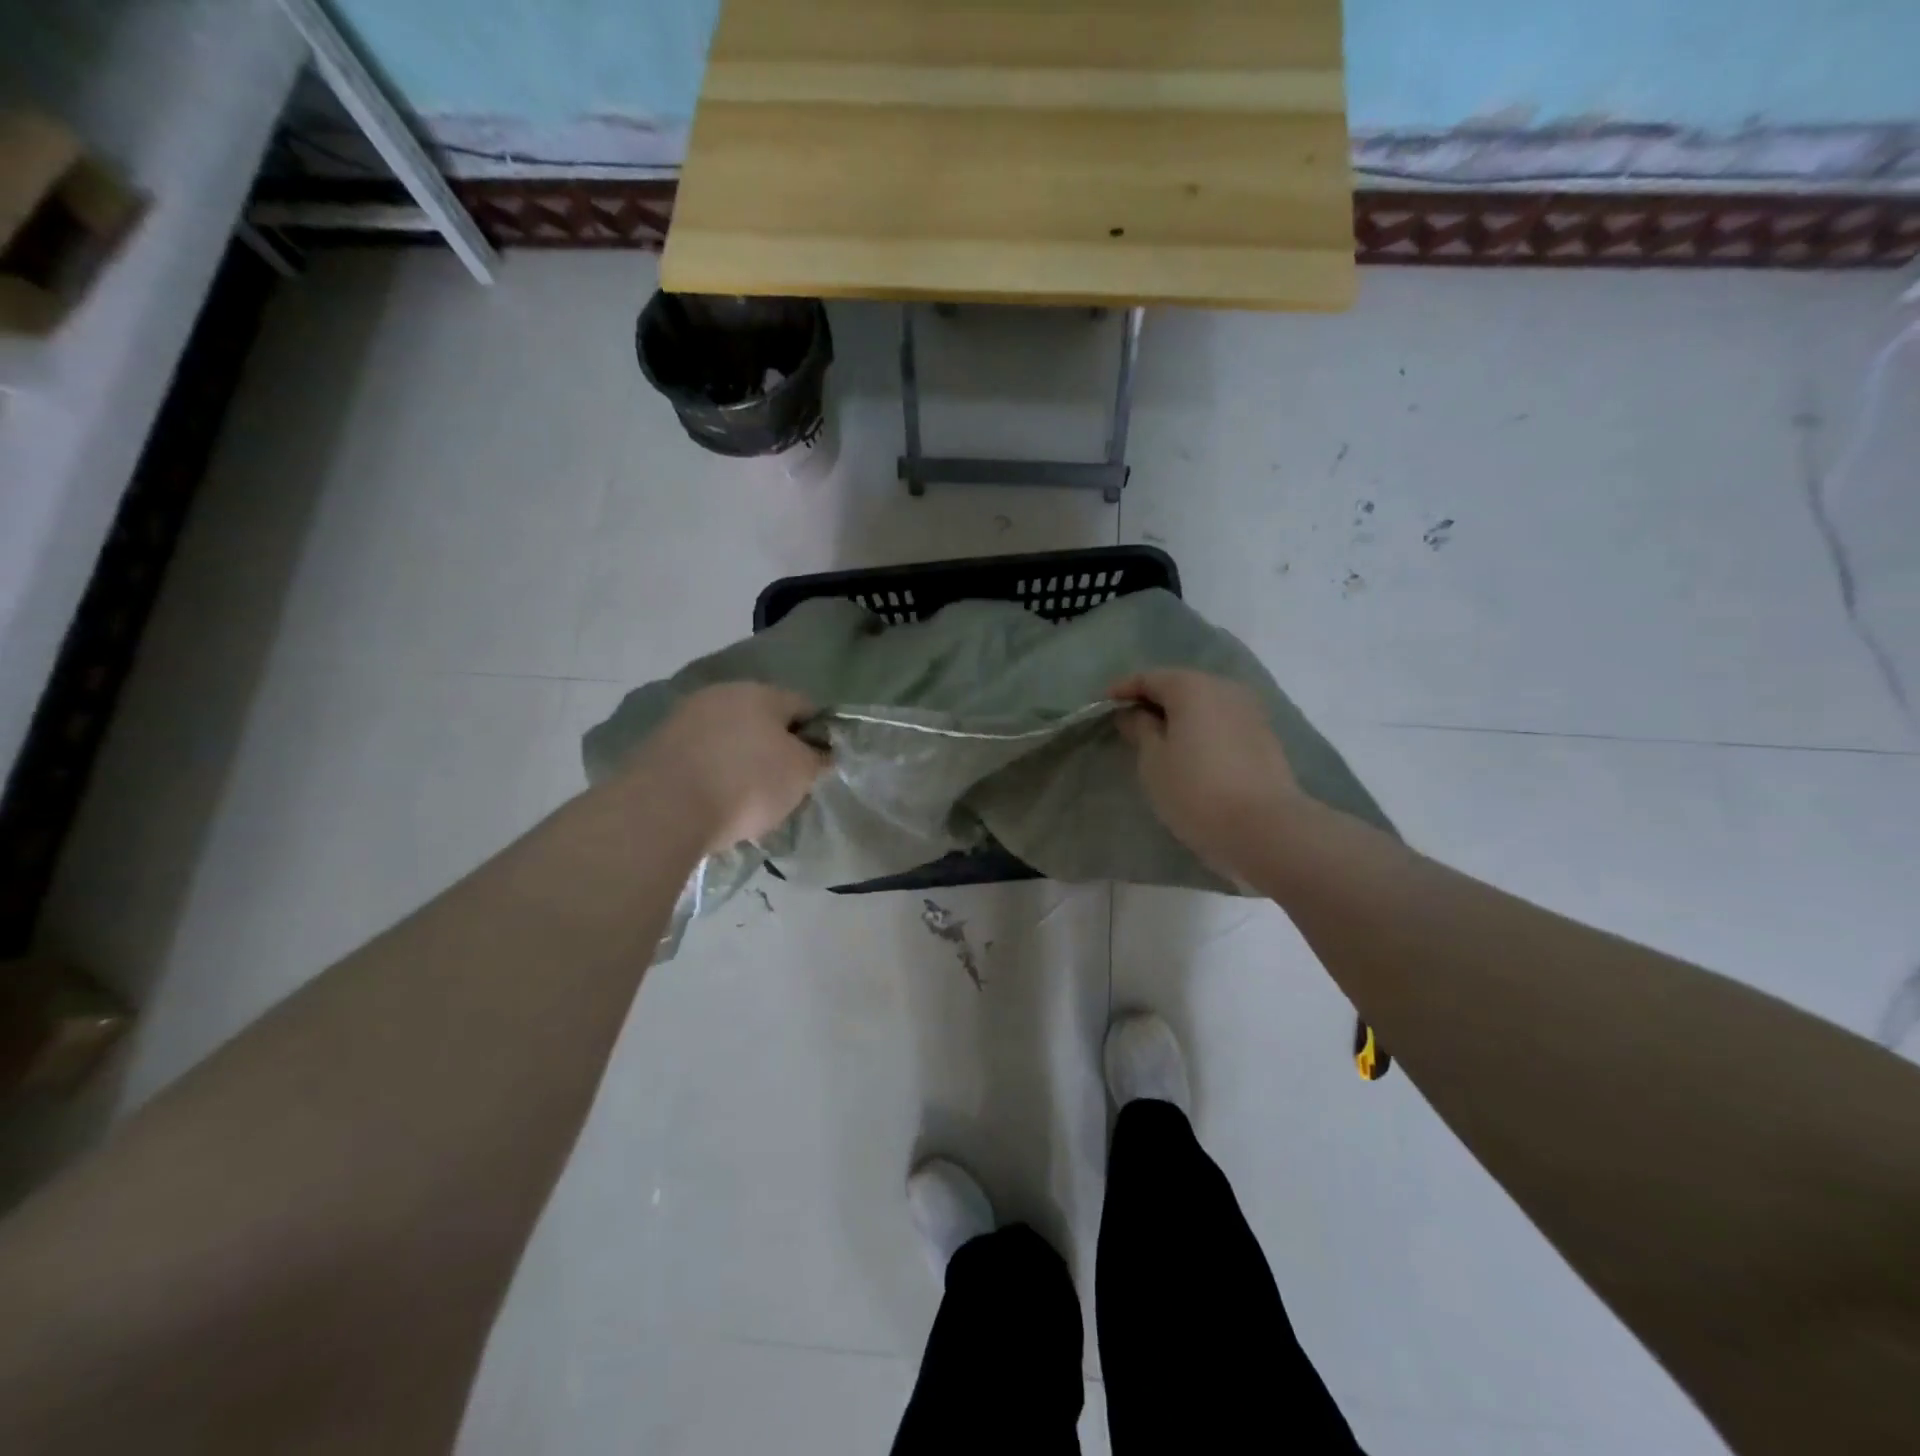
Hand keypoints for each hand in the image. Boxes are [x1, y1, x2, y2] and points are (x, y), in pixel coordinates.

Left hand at [633, 683, 827, 851]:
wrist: (664, 809)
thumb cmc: (747, 783)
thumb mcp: (801, 774)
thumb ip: (817, 759)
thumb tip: (820, 752)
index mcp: (762, 692)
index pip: (804, 705)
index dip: (818, 733)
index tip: (820, 764)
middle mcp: (722, 694)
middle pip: (762, 718)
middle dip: (776, 745)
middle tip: (785, 782)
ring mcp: (685, 717)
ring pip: (728, 735)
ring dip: (741, 757)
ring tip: (749, 796)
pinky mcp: (657, 744)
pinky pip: (700, 754)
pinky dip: (713, 771)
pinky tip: (716, 798)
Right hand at [1109, 668, 1302, 880]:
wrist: (1266, 829)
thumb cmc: (1196, 791)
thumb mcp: (1153, 761)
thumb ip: (1140, 729)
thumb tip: (1134, 713)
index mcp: (1193, 687)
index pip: (1149, 677)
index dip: (1123, 689)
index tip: (1103, 705)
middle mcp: (1225, 689)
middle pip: (1181, 685)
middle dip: (1153, 700)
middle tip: (1129, 723)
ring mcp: (1250, 712)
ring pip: (1205, 704)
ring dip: (1180, 715)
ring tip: (1158, 739)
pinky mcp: (1265, 737)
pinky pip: (1222, 722)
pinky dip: (1201, 729)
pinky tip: (1190, 751)